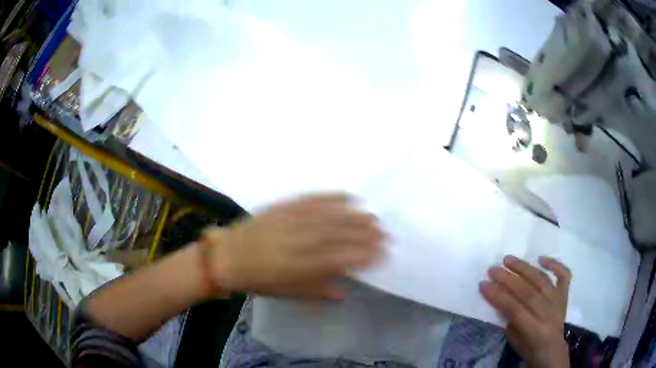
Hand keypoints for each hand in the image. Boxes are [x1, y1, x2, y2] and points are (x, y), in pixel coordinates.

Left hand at [205, 194, 383, 298]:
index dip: (365, 255)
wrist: (227, 257)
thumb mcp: (288, 293)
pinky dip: (331, 197)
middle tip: (384, 232)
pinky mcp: (283, 207)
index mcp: (302, 267)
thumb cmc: (258, 280)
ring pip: (330, 216)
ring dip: (355, 216)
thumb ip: (318, 292)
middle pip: (340, 235)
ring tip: (373, 216)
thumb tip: (344, 293)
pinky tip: (347, 196)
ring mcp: (292, 221)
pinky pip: (311, 199)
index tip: (381, 252)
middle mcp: (300, 242)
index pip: (342, 259)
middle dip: (366, 234)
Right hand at [480, 255, 571, 367]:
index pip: (515, 309)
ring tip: (508, 259)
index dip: (498, 296)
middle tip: (493, 269)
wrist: (552, 350)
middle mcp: (549, 313)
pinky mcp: (565, 294)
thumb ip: (509, 318)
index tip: (483, 284)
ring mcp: (558, 301)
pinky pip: (563, 274)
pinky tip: (540, 258)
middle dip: (508, 279)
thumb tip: (500, 297)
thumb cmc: (529, 348)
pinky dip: (554, 264)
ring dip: (524, 268)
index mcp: (535, 330)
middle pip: (528, 291)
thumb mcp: (514, 340)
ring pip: (542, 280)